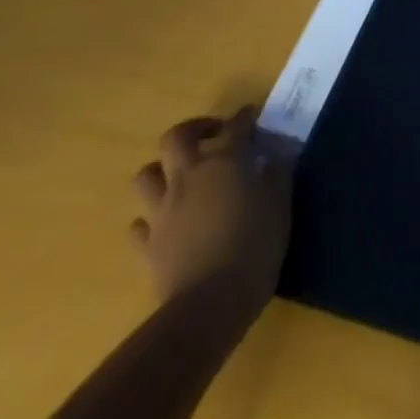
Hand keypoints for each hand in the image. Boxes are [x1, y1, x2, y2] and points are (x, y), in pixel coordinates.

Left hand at [130, 107, 292, 303]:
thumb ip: (277, 174)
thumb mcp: (279, 205)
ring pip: (146, 176)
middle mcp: (189, 177)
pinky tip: (164, 224)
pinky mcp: (148, 245)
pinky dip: (149, 220)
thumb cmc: (254, 247)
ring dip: (162, 171)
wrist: (210, 304)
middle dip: (193, 129)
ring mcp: (163, 211)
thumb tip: (275, 154)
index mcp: (224, 163)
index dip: (244, 117)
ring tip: (180, 177)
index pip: (236, 126)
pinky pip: (140, 225)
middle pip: (176, 138)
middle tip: (211, 135)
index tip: (251, 114)